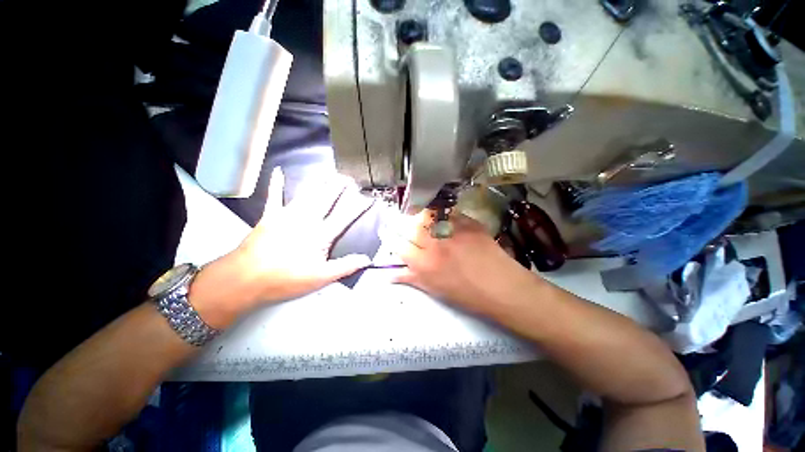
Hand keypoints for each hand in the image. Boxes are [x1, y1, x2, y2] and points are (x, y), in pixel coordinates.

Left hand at [190, 168, 373, 327]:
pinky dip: (276, 183)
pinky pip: (274, 196)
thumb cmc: (286, 279)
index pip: (345, 217)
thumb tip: (366, 259)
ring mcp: (287, 215)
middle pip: (327, 199)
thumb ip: (345, 266)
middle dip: (340, 187)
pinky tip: (278, 171)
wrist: (245, 278)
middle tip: (349, 178)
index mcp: (321, 234)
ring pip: (307, 193)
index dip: (359, 207)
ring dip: (319, 182)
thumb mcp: (320, 277)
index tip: (368, 198)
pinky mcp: (270, 216)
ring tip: (328, 173)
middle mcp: (307, 219)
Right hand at [392, 212, 538, 314]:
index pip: (398, 246)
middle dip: (402, 224)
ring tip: (420, 217)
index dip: (390, 238)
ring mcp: (452, 231)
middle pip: (410, 227)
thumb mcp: (435, 290)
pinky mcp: (468, 222)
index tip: (387, 232)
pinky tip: (443, 217)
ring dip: (420, 216)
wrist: (501, 286)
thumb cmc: (467, 294)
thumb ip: (412, 278)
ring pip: (427, 215)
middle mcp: (434, 244)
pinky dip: (442, 214)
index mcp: (424, 264)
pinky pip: (448, 213)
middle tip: (402, 222)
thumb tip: (390, 274)